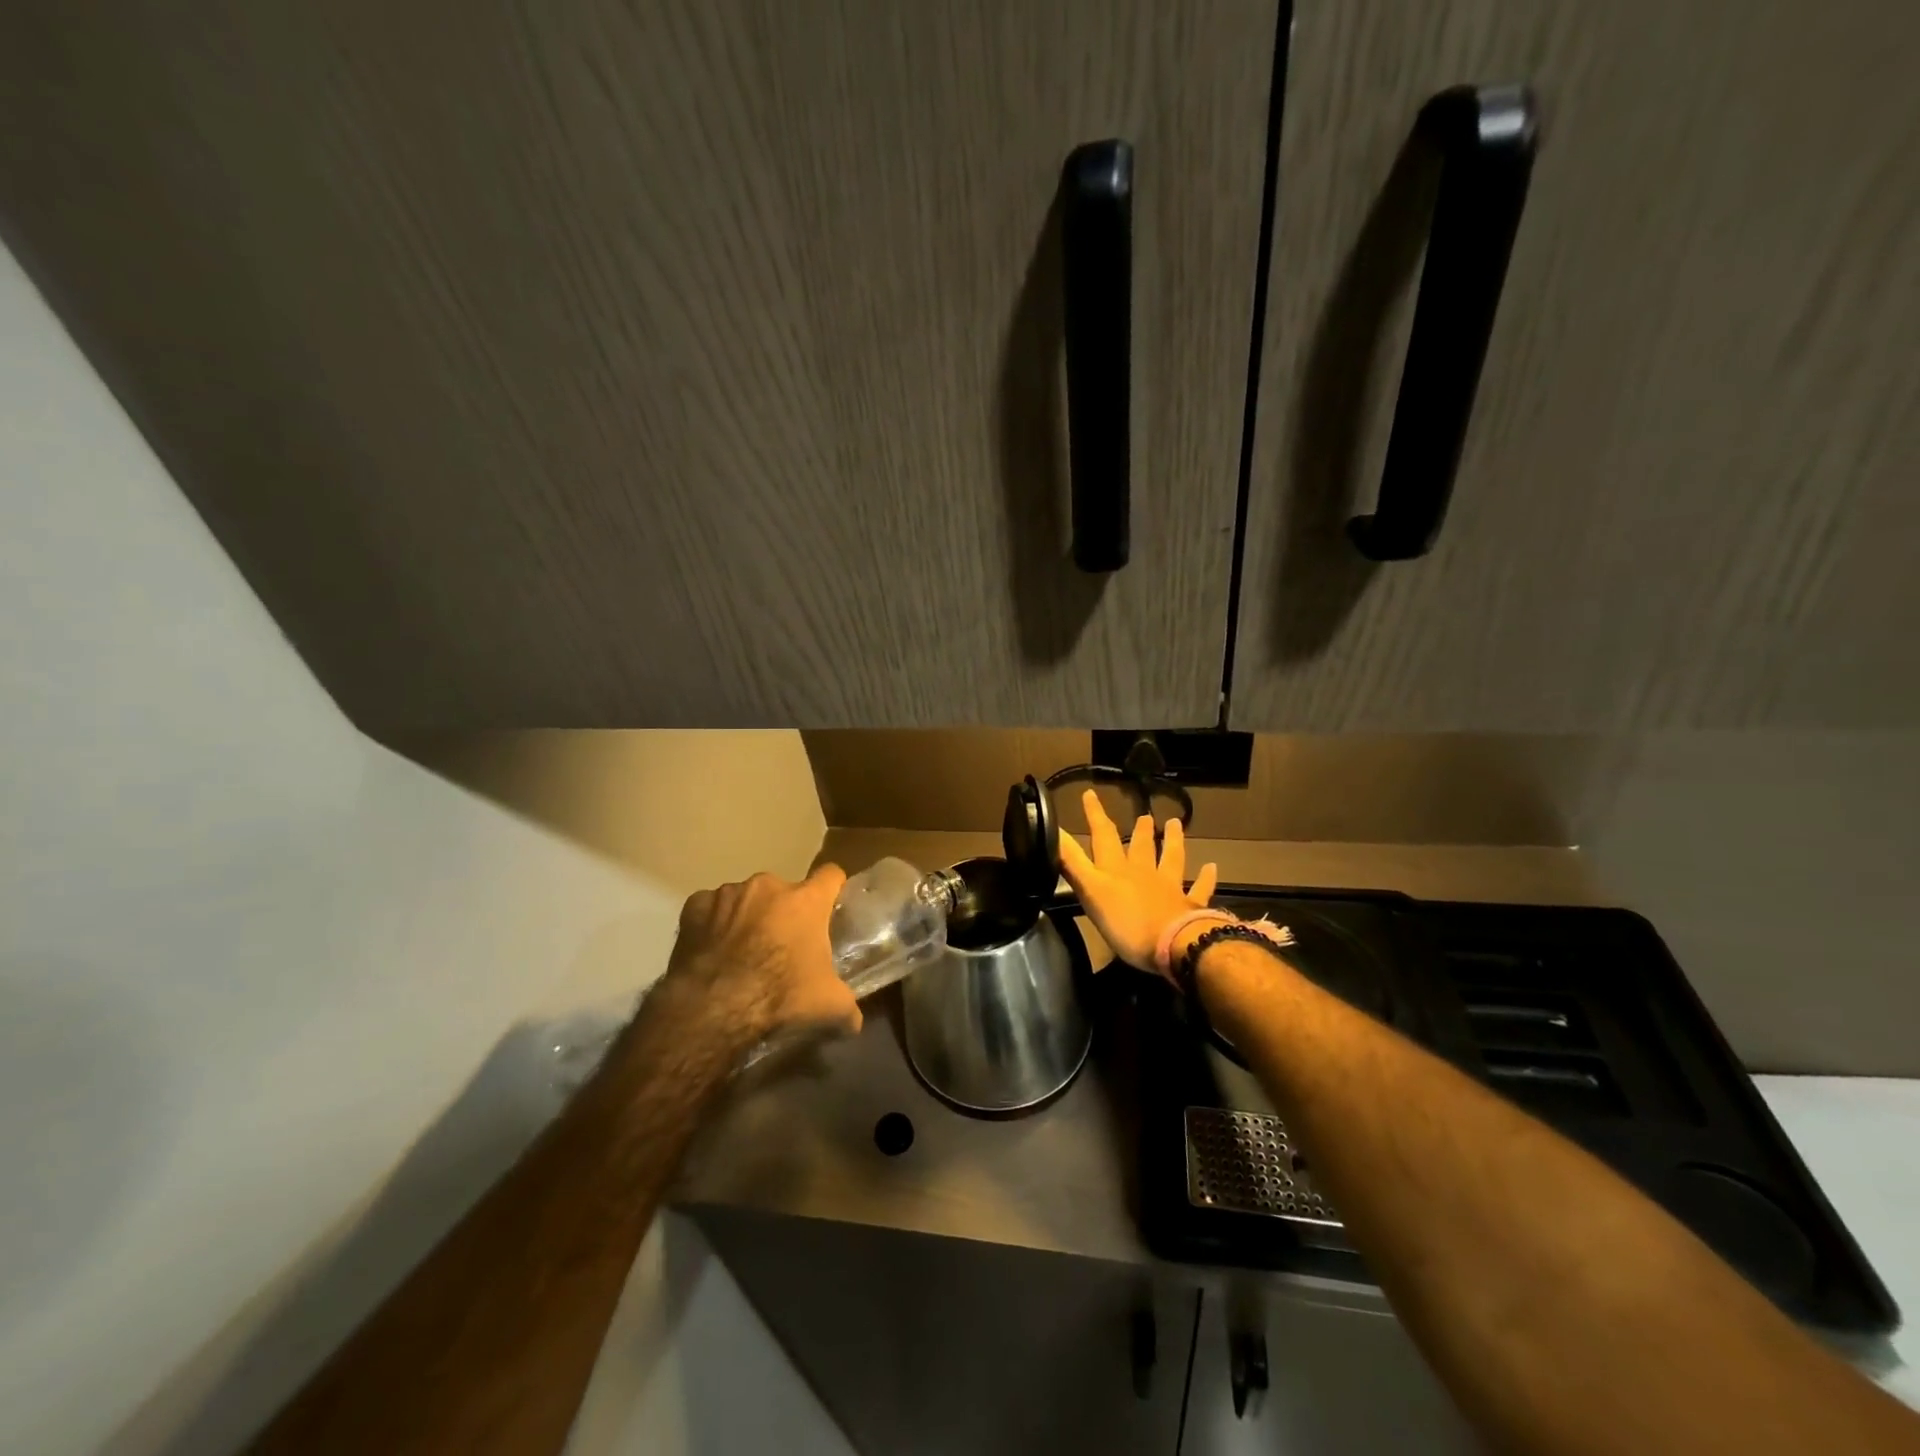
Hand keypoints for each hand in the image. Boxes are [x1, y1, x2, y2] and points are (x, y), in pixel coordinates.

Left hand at [659, 865, 860, 1051]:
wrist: (713, 1007)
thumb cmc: (780, 995)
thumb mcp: (829, 1006)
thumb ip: (848, 1007)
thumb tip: (855, 1022)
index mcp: (806, 900)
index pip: (831, 875)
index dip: (832, 889)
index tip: (830, 906)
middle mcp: (768, 886)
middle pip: (785, 891)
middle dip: (784, 911)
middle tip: (782, 945)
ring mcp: (729, 893)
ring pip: (745, 898)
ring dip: (748, 916)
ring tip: (741, 951)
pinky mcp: (695, 906)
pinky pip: (710, 909)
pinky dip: (713, 924)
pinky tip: (712, 950)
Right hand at [1058, 789, 1219, 975]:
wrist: (1174, 944)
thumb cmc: (1126, 922)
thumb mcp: (1090, 891)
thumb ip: (1072, 862)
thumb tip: (1052, 830)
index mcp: (1117, 870)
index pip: (1103, 836)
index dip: (1095, 815)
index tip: (1091, 794)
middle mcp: (1143, 873)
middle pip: (1140, 847)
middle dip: (1138, 831)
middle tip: (1144, 815)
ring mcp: (1169, 888)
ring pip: (1171, 858)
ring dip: (1172, 841)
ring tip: (1175, 824)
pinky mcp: (1190, 906)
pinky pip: (1199, 889)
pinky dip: (1205, 878)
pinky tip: (1211, 867)